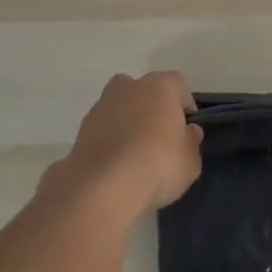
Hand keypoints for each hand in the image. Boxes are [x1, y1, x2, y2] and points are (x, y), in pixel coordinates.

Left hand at [55, 71, 203, 213]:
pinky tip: (117, 164)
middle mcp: (128, 87)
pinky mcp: (81, 129)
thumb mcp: (190, 161)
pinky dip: (110, 140)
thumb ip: (190, 142)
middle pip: (144, 90)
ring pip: (120, 107)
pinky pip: (103, 129)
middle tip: (159, 136)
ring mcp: (101, 106)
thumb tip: (188, 132)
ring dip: (128, 122)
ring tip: (135, 155)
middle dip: (152, 107)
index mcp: (160, 87)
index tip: (187, 129)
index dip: (184, 105)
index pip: (178, 85)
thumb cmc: (158, 166)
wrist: (103, 187)